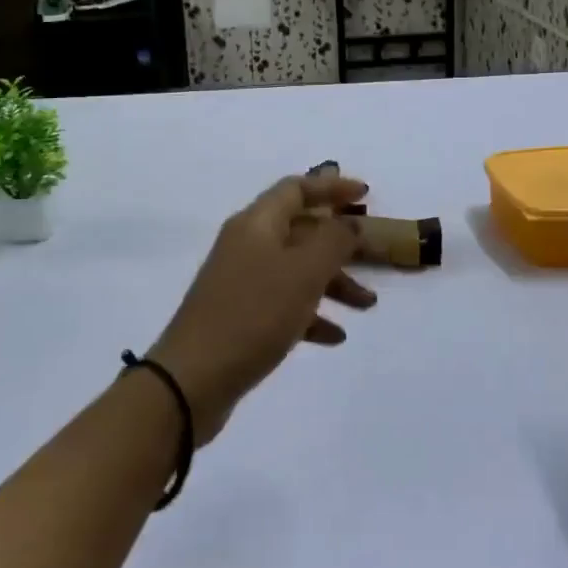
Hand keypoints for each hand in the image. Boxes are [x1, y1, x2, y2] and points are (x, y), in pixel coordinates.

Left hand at [150, 174, 376, 441]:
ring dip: (333, 282)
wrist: (191, 380)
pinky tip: (335, 337)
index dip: (332, 187)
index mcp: (257, 224)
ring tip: (367, 306)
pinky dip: (312, 314)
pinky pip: (283, 304)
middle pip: (301, 230)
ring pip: (296, 270)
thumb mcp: (304, 272)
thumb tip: (349, 224)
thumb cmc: (253, 314)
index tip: (366, 195)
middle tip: (375, 255)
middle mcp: (247, 245)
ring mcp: (241, 282)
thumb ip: (334, 240)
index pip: (297, 188)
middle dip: (340, 243)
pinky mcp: (240, 317)